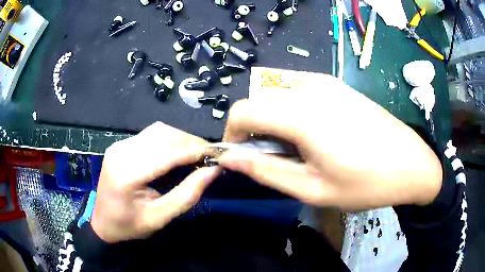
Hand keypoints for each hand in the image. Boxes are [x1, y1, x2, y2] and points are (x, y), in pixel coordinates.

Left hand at [91, 122, 218, 242]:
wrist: (103, 222)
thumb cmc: (130, 225)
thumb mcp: (160, 218)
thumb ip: (187, 195)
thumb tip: (213, 171)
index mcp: (126, 174)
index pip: (166, 154)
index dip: (194, 151)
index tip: (217, 154)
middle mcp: (121, 152)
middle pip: (163, 136)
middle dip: (190, 142)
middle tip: (209, 155)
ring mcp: (119, 145)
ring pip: (158, 131)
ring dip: (181, 139)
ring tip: (196, 153)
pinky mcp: (121, 144)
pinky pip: (150, 135)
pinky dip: (169, 140)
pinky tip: (177, 151)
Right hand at [218, 76, 441, 209]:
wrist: (411, 163)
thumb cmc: (366, 183)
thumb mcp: (313, 189)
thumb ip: (266, 171)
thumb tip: (230, 158)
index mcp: (302, 114)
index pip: (242, 111)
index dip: (232, 135)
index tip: (242, 157)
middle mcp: (310, 88)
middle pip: (259, 101)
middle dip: (255, 131)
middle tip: (278, 159)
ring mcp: (326, 82)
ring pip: (277, 96)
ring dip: (274, 121)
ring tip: (300, 149)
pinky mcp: (337, 84)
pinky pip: (298, 92)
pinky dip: (292, 111)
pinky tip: (316, 133)